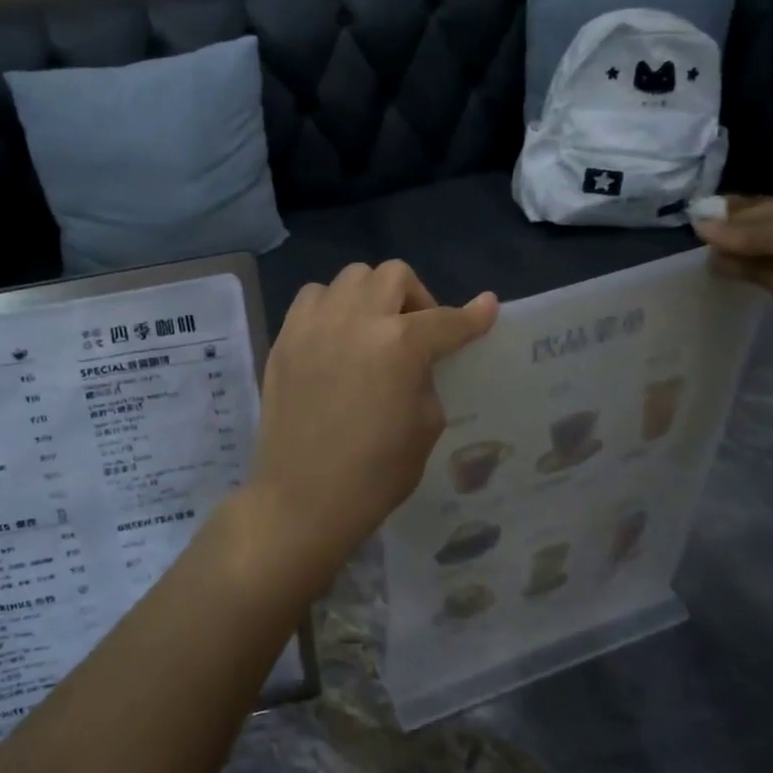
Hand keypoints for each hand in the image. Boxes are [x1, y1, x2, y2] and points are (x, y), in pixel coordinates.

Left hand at [240, 262, 496, 589]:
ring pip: (351, 277)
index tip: (486, 308)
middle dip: (416, 298)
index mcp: (400, 345)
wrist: (302, 497)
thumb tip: (423, 355)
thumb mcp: (425, 426)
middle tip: (416, 332)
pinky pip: (313, 297)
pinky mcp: (285, 337)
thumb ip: (427, 376)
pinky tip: (335, 337)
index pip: (447, 320)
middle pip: (394, 275)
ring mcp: (315, 324)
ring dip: (371, 296)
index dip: (472, 316)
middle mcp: (356, 320)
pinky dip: (331, 306)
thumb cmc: (374, 474)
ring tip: (371, 331)